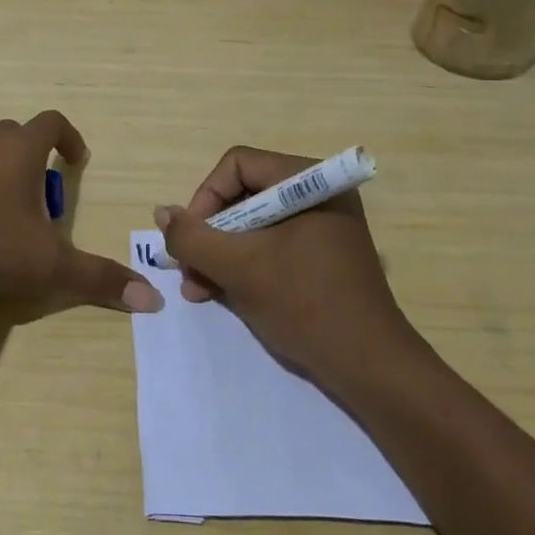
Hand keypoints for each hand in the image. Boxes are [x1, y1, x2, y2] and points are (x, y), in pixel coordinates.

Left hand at [0, 112, 162, 313]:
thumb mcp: (48, 266)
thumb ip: (98, 279)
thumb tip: (152, 300)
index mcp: (20, 149)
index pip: (52, 123)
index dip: (70, 138)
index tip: (76, 162)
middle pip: (17, 134)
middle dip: (34, 159)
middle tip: (40, 201)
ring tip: (2, 209)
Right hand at [156, 146, 422, 383]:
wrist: (372, 368)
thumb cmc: (306, 304)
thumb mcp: (239, 268)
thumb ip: (193, 237)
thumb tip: (162, 212)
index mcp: (308, 180)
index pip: (237, 165)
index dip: (206, 197)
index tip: (191, 238)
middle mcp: (317, 193)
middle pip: (244, 194)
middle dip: (210, 234)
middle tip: (188, 269)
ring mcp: (322, 226)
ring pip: (254, 225)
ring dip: (221, 254)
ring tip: (198, 290)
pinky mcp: (322, 256)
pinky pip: (272, 246)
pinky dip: (245, 265)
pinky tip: (221, 294)